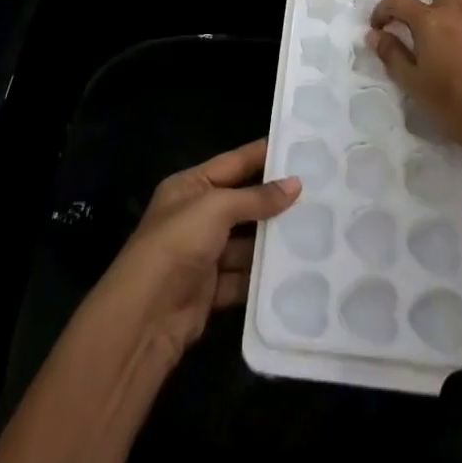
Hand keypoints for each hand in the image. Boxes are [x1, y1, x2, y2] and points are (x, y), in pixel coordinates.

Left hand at [93, 138, 299, 361]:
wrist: (145, 315)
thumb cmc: (178, 243)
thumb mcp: (217, 208)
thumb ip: (256, 197)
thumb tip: (296, 184)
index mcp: (189, 186)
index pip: (233, 162)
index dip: (262, 155)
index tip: (296, 146)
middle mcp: (195, 216)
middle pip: (241, 203)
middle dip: (273, 202)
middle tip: (316, 193)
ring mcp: (202, 254)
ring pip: (245, 242)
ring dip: (271, 241)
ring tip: (314, 231)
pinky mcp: (210, 289)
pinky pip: (243, 277)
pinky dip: (262, 276)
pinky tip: (293, 271)